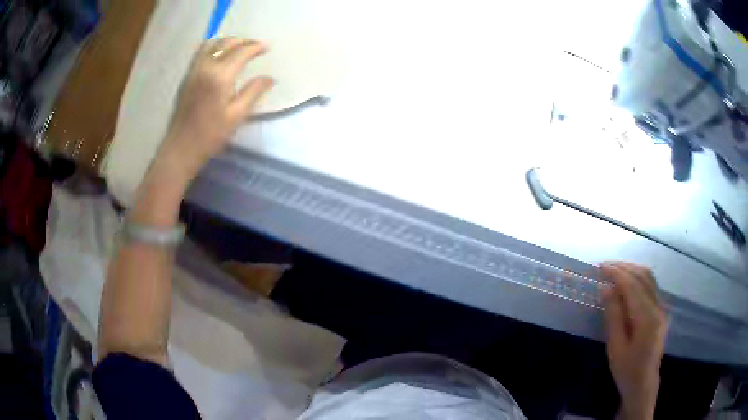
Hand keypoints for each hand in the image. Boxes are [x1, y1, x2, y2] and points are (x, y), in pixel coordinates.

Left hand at [157, 38, 273, 182]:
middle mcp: (206, 67)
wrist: (181, 147)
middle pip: (226, 43)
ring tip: (238, 47)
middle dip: (243, 41)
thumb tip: (270, 78)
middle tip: (255, 47)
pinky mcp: (187, 76)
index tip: (267, 48)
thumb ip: (253, 92)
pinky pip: (201, 52)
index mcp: (220, 76)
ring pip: (212, 44)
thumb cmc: (210, 135)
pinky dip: (213, 47)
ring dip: (227, 41)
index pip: (241, 52)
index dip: (256, 47)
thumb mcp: (237, 116)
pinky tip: (219, 55)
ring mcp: (194, 70)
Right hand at [601, 262, 667, 419]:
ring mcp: (662, 307)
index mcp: (648, 318)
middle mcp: (659, 307)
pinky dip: (638, 277)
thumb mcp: (615, 348)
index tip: (600, 267)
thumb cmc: (627, 370)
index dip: (616, 273)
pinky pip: (651, 285)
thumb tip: (606, 289)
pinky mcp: (661, 310)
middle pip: (643, 276)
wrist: (643, 383)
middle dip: (624, 267)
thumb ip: (613, 317)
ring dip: (631, 270)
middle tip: (604, 266)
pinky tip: (627, 281)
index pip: (633, 286)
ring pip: (649, 278)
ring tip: (614, 270)